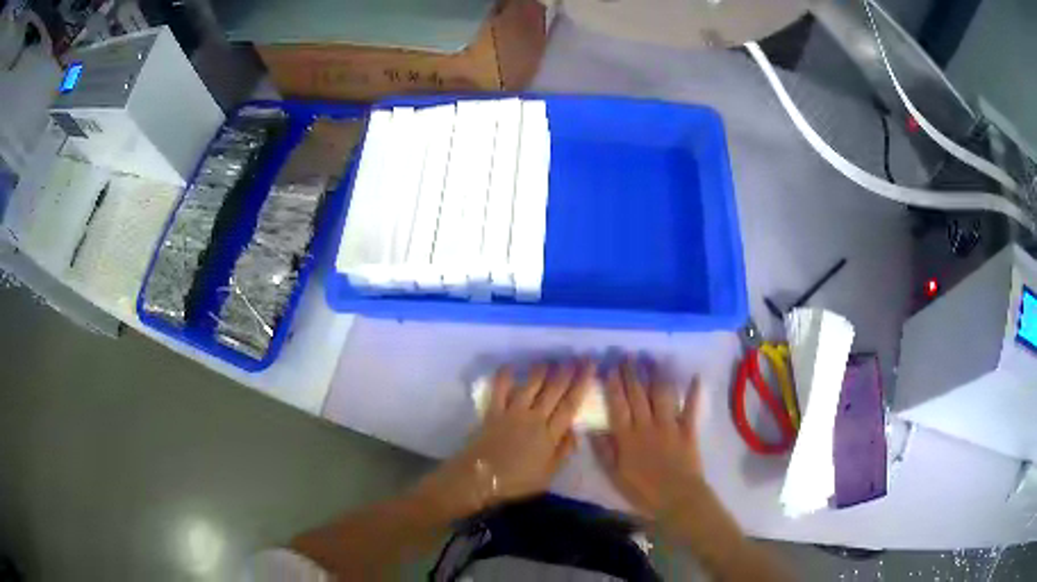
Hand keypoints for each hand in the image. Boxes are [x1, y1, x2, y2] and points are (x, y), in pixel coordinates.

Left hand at [416, 359, 595, 515]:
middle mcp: (534, 418)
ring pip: (530, 385)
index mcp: (550, 434)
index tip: (590, 367)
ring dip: (542, 370)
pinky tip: (510, 366)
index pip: (570, 404)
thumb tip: (575, 430)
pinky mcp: (493, 412)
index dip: (582, 383)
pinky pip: (499, 389)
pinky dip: (504, 376)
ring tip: (551, 360)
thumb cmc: (517, 481)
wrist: (481, 480)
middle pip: (554, 390)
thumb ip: (563, 452)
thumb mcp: (548, 475)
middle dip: (567, 372)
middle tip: (578, 357)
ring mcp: (512, 413)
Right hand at [591, 358, 703, 517]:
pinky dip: (693, 393)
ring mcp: (670, 426)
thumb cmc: (642, 491)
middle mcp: (647, 425)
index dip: (613, 386)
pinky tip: (694, 377)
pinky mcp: (688, 431)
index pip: (618, 406)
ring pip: (662, 396)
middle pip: (638, 395)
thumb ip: (604, 452)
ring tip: (653, 358)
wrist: (677, 499)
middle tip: (628, 355)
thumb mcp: (615, 476)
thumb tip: (592, 429)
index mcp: (627, 437)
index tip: (609, 368)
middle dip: (632, 374)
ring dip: (657, 375)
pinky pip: (691, 408)